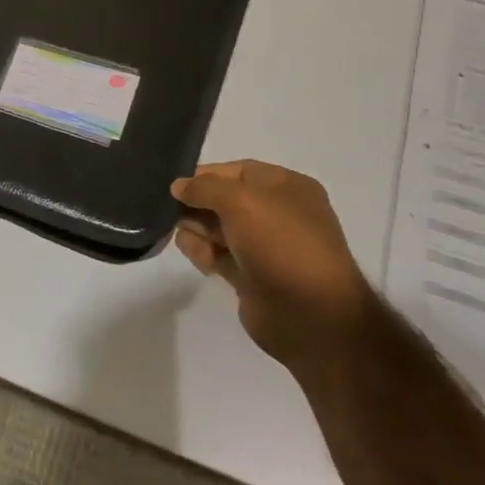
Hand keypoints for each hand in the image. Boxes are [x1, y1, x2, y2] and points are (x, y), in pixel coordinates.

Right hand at [171, 161, 377, 369]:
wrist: (309, 313)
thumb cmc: (280, 243)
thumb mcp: (239, 200)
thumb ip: (203, 186)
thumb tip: (178, 186)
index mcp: (287, 188)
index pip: (236, 171)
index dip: (204, 175)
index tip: (175, 186)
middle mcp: (276, 213)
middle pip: (220, 199)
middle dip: (197, 206)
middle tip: (180, 216)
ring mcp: (262, 245)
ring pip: (212, 227)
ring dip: (196, 231)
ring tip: (199, 244)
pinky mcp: (247, 273)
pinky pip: (214, 253)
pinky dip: (203, 254)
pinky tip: (206, 262)